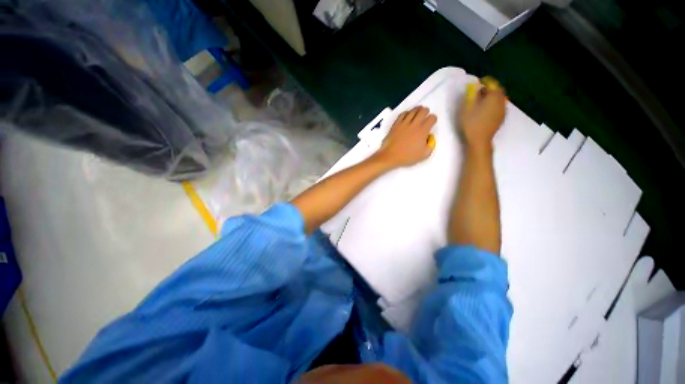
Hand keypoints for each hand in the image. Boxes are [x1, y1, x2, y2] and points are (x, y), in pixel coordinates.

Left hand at [374, 106, 436, 168]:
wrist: (390, 156)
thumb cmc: (407, 156)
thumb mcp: (424, 155)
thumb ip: (430, 145)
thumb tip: (429, 138)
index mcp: (423, 131)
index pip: (432, 118)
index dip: (433, 119)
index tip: (431, 123)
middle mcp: (414, 124)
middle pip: (423, 111)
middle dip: (426, 112)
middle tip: (425, 115)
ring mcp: (404, 123)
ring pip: (413, 110)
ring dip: (417, 110)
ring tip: (418, 113)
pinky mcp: (396, 124)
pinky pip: (403, 114)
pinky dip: (407, 113)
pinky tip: (407, 116)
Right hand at [459, 78, 506, 151]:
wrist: (479, 141)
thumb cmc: (471, 123)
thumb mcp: (466, 107)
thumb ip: (471, 94)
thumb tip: (474, 85)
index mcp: (494, 95)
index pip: (491, 82)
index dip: (484, 81)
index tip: (476, 83)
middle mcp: (502, 100)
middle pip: (497, 90)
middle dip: (488, 89)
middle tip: (477, 92)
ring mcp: (503, 110)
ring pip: (499, 98)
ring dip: (491, 97)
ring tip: (481, 101)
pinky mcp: (501, 118)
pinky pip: (499, 106)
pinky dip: (493, 104)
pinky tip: (485, 110)